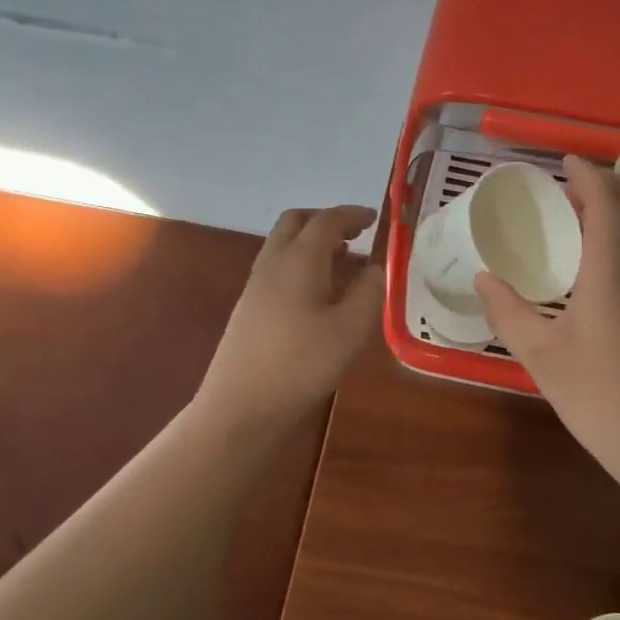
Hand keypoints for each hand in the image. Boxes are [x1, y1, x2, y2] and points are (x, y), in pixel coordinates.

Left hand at [197, 205, 384, 428]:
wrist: (242, 405)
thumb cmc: (302, 364)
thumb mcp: (351, 330)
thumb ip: (370, 293)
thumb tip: (377, 268)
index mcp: (299, 260)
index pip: (327, 221)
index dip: (353, 214)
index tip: (375, 218)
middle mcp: (273, 263)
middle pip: (296, 223)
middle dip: (326, 220)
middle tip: (355, 235)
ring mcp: (256, 286)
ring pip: (283, 245)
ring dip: (312, 243)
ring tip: (343, 263)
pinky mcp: (250, 308)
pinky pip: (278, 268)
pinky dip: (302, 264)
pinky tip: (319, 294)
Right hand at [475, 157, 619, 483]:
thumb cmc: (598, 398)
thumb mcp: (540, 356)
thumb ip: (507, 312)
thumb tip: (483, 278)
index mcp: (614, 271)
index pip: (608, 200)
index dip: (587, 173)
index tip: (564, 161)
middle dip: (613, 180)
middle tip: (574, 186)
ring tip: (584, 219)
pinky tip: (601, 265)